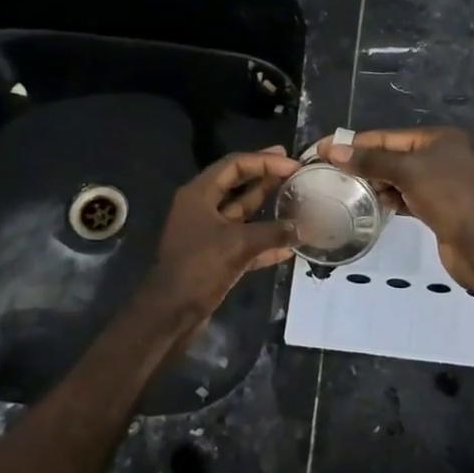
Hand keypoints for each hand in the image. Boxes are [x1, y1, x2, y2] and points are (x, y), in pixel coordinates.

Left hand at [144, 148, 298, 315]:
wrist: (172, 312)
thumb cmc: (200, 267)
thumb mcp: (239, 244)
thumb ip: (273, 232)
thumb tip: (301, 228)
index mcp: (199, 195)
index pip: (234, 165)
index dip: (264, 161)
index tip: (292, 162)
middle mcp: (201, 209)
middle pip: (238, 186)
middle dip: (266, 178)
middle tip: (294, 171)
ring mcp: (208, 234)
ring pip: (242, 214)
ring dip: (267, 209)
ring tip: (295, 201)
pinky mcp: (215, 257)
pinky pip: (244, 242)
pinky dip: (264, 242)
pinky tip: (289, 246)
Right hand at [317, 127, 473, 290]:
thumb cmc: (450, 197)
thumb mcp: (409, 172)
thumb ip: (372, 161)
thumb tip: (335, 150)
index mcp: (438, 139)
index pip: (388, 136)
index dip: (356, 143)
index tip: (323, 150)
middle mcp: (441, 157)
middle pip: (393, 156)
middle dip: (364, 164)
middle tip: (330, 174)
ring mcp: (440, 185)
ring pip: (399, 179)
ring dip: (375, 184)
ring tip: (344, 191)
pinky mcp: (438, 209)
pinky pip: (406, 198)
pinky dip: (390, 200)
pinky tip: (371, 206)